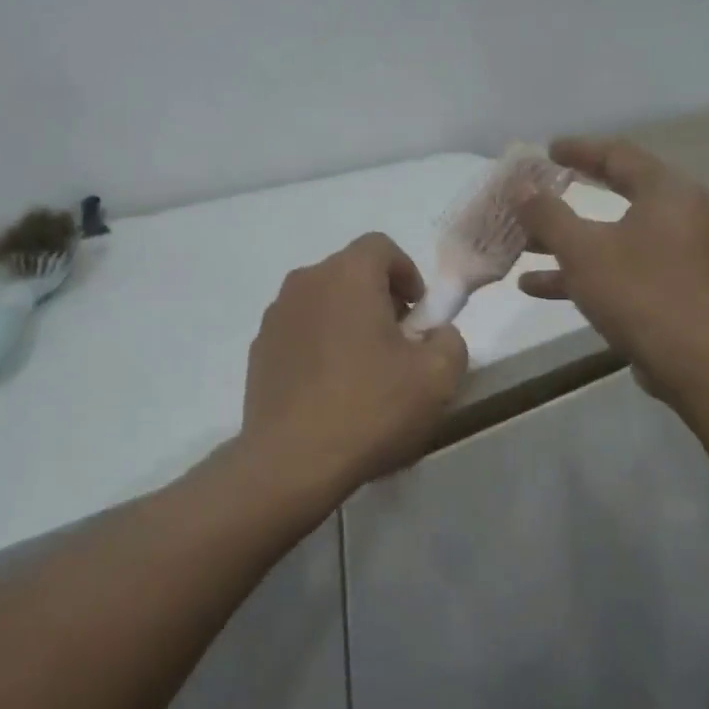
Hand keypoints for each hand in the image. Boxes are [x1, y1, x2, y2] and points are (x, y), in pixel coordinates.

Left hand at [242, 233, 468, 498]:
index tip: (419, 316)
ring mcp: (275, 316)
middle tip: (398, 345)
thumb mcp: (437, 377)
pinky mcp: (258, 349)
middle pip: (350, 273)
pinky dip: (319, 345)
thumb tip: (436, 333)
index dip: (407, 273)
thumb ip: (449, 339)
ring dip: (347, 321)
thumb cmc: (370, 408)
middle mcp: (305, 282)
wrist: (292, 461)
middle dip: (379, 299)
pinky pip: (299, 331)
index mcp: (347, 275)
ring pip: (323, 302)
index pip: (381, 246)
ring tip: (363, 371)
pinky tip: (330, 390)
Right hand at [516, 138, 708, 398]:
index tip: (547, 150)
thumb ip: (547, 215)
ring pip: (613, 235)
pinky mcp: (670, 287)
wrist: (692, 360)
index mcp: (666, 192)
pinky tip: (535, 286)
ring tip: (523, 243)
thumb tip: (521, 187)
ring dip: (567, 239)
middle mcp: (678, 215)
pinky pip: (619, 266)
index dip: (579, 150)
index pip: (618, 155)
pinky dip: (583, 270)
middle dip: (569, 196)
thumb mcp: (581, 249)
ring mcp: (676, 254)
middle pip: (616, 193)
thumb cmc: (637, 291)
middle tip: (539, 187)